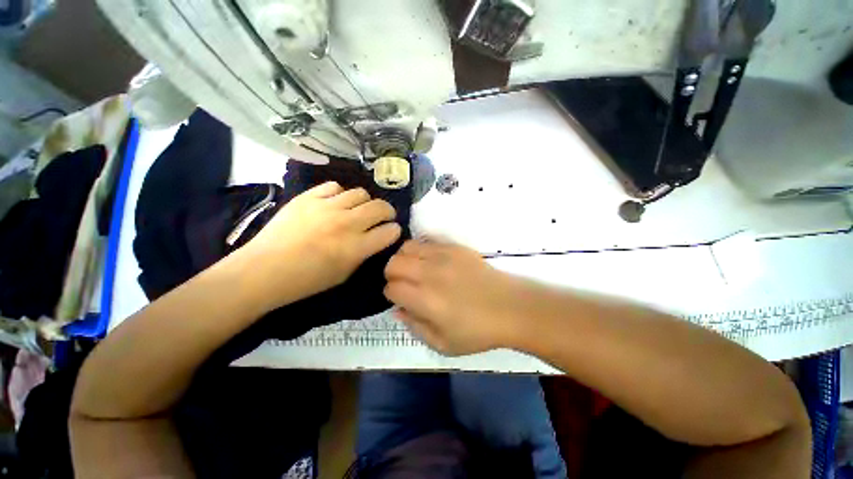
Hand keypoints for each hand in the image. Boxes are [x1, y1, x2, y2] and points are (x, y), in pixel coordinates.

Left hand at [241, 182, 400, 307]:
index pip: (390, 231)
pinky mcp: (308, 197)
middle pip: (380, 207)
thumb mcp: (345, 274)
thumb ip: (364, 253)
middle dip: (388, 212)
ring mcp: (327, 207)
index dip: (394, 231)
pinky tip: (335, 203)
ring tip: (357, 209)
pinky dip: (340, 194)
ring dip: (365, 202)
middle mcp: (346, 224)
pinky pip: (334, 186)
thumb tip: (376, 238)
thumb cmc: (307, 280)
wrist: (264, 270)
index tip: (391, 231)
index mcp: (356, 248)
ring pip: (360, 193)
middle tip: (383, 216)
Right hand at [384, 240, 527, 354]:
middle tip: (404, 284)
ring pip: (407, 247)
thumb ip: (415, 327)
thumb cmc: (478, 331)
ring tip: (414, 270)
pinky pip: (427, 241)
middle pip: (394, 263)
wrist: (511, 307)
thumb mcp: (443, 345)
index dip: (391, 294)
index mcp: (426, 300)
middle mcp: (430, 273)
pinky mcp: (455, 247)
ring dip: (404, 259)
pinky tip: (429, 261)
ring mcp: (443, 256)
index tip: (400, 299)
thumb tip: (398, 309)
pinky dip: (420, 250)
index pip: (392, 288)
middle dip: (392, 274)